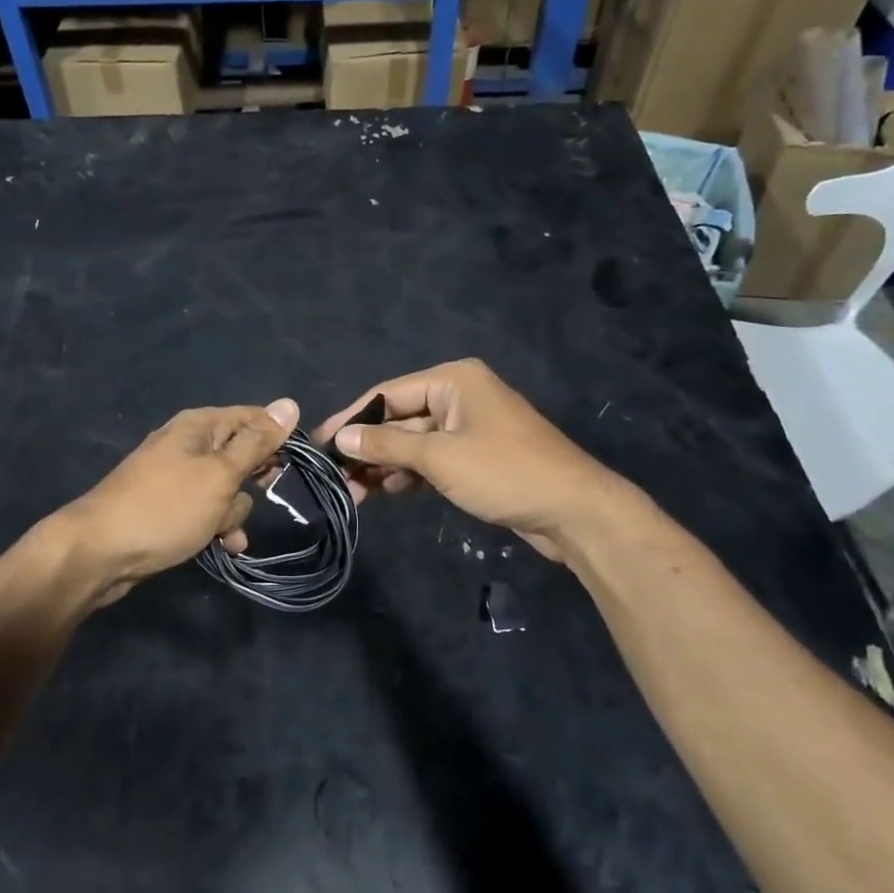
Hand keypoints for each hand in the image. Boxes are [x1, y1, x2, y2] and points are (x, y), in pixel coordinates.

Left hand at [61, 399, 298, 604]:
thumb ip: (256, 442)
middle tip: (262, 496)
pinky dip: (216, 526)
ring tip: (224, 532)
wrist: (99, 552)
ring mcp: (176, 478)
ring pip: (226, 489)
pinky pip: (206, 511)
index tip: (294, 466)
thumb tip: (289, 404)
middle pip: (241, 454)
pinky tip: (223, 547)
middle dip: (253, 481)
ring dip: (233, 512)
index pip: (253, 418)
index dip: (277, 439)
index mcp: (199, 426)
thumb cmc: (166, 507)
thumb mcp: (219, 474)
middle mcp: (188, 445)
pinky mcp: (169, 508)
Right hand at [314, 360, 611, 559]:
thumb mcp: (439, 457)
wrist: (574, 511)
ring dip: (385, 466)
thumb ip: (386, 446)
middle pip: (399, 419)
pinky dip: (409, 475)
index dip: (351, 419)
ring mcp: (469, 428)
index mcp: (453, 380)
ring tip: (353, 494)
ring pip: (414, 443)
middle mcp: (459, 396)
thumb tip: (340, 439)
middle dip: (367, 449)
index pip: (387, 394)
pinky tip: (385, 493)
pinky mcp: (477, 458)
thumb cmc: (504, 472)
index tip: (319, 444)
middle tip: (334, 479)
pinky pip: (432, 460)